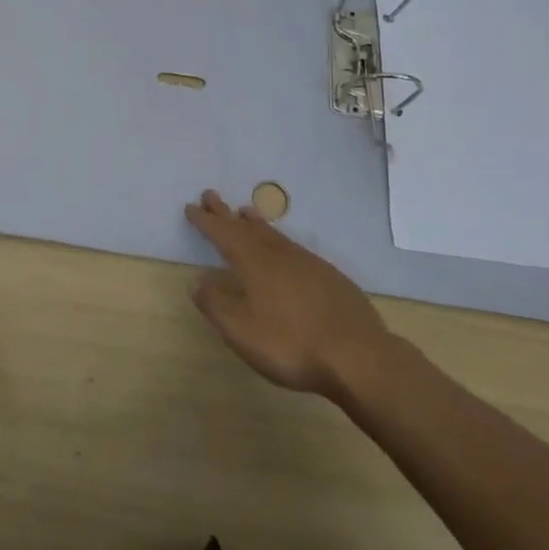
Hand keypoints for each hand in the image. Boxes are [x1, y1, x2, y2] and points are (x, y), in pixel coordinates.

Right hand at [185, 190, 394, 399]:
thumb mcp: (241, 330)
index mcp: (254, 263)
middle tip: (211, 195)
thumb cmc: (291, 343)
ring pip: (273, 235)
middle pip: (246, 228)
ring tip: (245, 212)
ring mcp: (307, 263)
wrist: (357, 354)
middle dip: (226, 213)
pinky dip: (279, 239)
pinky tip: (284, 250)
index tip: (192, 206)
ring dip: (255, 222)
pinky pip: (294, 247)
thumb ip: (215, 304)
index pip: (223, 235)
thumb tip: (197, 281)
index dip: (206, 221)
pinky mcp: (328, 277)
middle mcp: (279, 254)